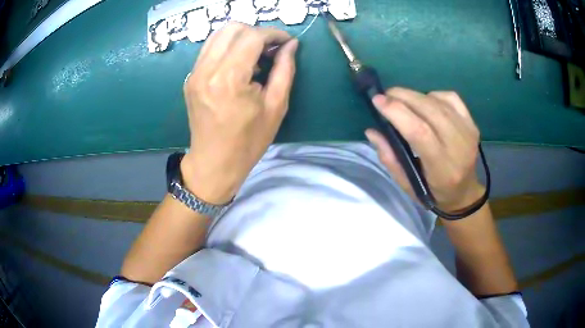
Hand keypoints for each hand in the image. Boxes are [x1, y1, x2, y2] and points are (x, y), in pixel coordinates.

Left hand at [181, 22, 297, 203]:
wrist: (214, 163)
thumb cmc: (248, 141)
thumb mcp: (276, 107)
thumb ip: (285, 70)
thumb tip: (291, 45)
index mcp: (229, 79)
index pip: (252, 37)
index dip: (273, 34)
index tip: (286, 41)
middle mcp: (207, 70)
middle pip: (232, 29)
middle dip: (256, 32)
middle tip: (271, 48)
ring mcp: (195, 74)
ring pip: (218, 35)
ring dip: (241, 37)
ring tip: (256, 55)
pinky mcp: (191, 79)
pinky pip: (210, 49)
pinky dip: (227, 48)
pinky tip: (239, 64)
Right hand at [365, 88, 483, 211]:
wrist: (464, 192)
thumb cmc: (433, 192)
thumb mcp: (407, 184)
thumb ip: (390, 158)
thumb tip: (372, 131)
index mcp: (442, 168)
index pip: (420, 132)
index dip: (397, 112)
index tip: (377, 101)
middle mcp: (459, 147)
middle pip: (430, 110)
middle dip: (403, 97)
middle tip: (386, 95)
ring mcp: (468, 132)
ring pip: (439, 101)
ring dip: (415, 95)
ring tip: (402, 99)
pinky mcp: (472, 123)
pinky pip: (451, 98)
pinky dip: (434, 95)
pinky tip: (426, 102)